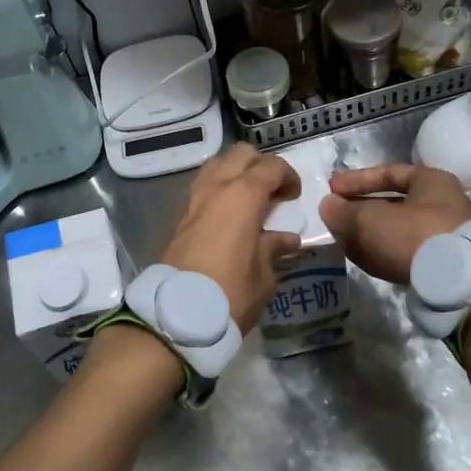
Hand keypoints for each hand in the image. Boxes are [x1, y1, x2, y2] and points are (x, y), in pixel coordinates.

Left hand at [159, 143, 301, 331]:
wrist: (176, 316)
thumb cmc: (230, 294)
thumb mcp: (264, 277)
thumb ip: (274, 249)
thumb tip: (286, 239)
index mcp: (243, 196)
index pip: (271, 167)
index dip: (288, 176)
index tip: (294, 197)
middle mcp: (216, 187)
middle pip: (241, 154)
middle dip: (260, 166)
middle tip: (272, 193)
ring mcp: (193, 199)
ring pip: (217, 165)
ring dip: (235, 173)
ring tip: (248, 200)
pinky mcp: (179, 216)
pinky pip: (202, 186)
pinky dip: (218, 189)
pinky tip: (227, 215)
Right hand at [319, 163, 470, 284]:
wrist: (455, 284)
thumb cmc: (413, 234)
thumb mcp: (370, 218)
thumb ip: (344, 211)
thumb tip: (327, 206)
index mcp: (432, 181)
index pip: (389, 172)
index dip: (357, 179)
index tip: (331, 189)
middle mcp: (442, 205)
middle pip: (392, 203)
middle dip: (360, 210)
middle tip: (334, 216)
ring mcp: (443, 237)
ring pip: (395, 230)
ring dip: (368, 233)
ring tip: (341, 239)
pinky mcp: (440, 265)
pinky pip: (403, 252)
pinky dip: (380, 251)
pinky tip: (360, 257)